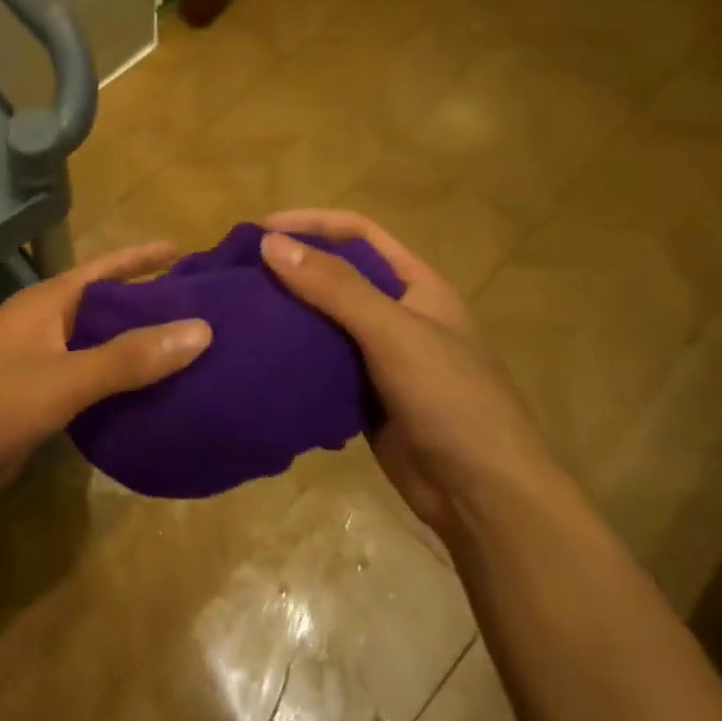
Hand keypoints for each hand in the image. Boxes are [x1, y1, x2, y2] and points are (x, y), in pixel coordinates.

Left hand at [0, 242, 210, 522]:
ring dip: (140, 351)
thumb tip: (202, 329)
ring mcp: (41, 366)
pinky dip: (123, 389)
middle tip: (207, 310)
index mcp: (46, 304)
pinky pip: (92, 387)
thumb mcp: (62, 379)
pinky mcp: (41, 404)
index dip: (142, 258)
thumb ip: (128, 358)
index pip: (104, 270)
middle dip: (151, 307)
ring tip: (195, 355)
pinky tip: (158, 401)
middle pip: (107, 308)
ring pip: (102, 350)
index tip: (185, 251)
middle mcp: (46, 327)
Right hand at [260, 210, 559, 538]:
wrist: (483, 497)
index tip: (260, 230)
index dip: (312, 223)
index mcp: (417, 286)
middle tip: (239, 273)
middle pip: (337, 274)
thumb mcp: (394, 333)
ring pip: (323, 320)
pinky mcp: (362, 395)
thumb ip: (335, 287)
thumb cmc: (450, 400)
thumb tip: (270, 243)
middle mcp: (397, 314)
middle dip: (292, 267)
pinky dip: (291, 355)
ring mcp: (380, 357)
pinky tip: (258, 355)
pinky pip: (319, 363)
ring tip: (239, 310)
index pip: (359, 233)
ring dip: (287, 312)